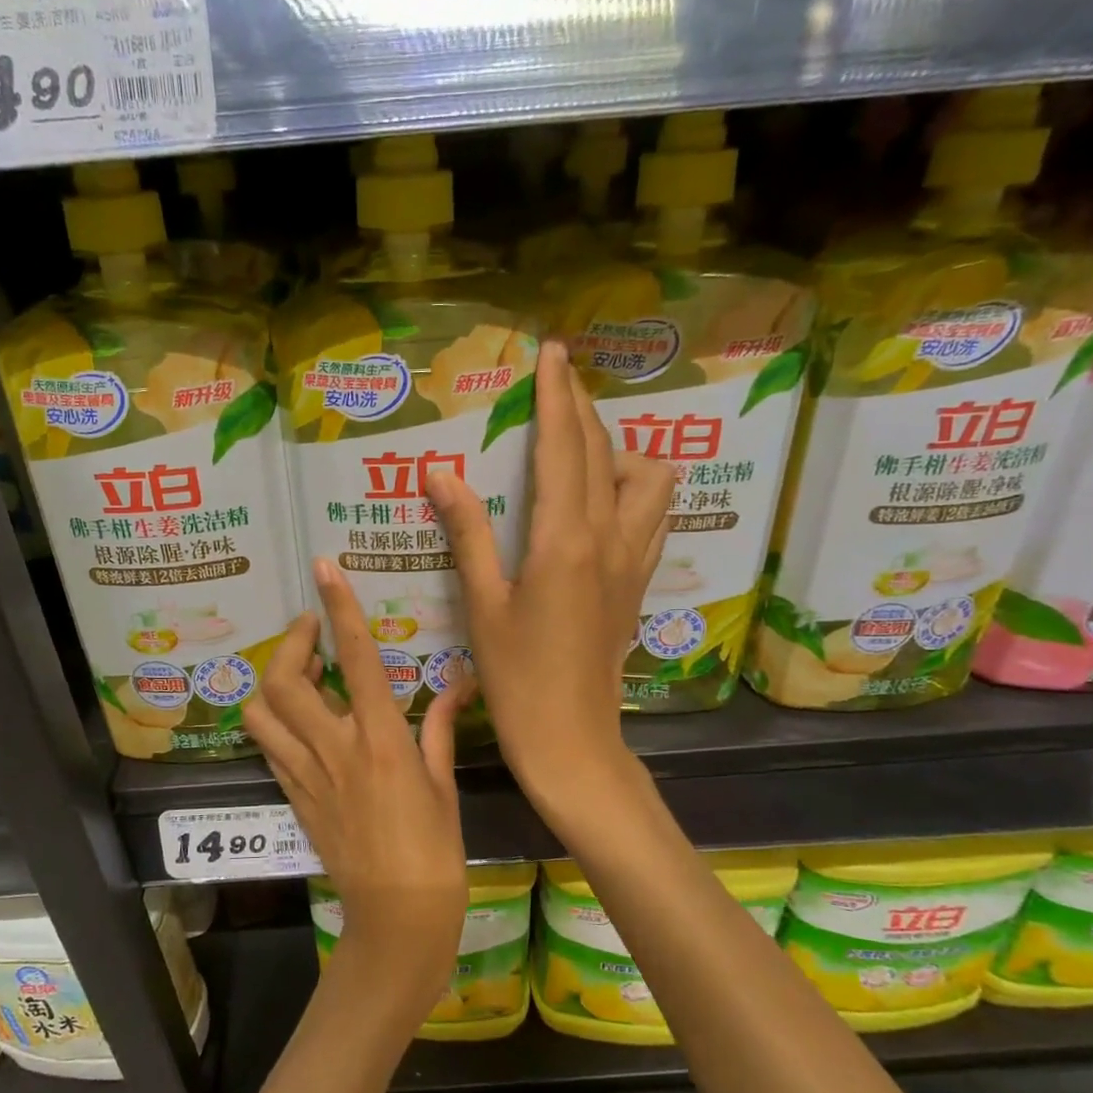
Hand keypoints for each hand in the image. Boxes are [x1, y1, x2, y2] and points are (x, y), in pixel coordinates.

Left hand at [243, 560, 474, 1017]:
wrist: (397, 917)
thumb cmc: (435, 851)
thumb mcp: (444, 784)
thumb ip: (441, 726)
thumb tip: (458, 681)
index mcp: (382, 739)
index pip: (358, 658)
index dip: (339, 608)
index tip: (325, 570)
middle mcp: (336, 749)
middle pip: (285, 680)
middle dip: (291, 642)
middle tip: (311, 629)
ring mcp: (307, 774)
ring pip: (262, 712)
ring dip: (274, 681)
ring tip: (302, 672)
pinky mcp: (293, 797)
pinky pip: (269, 747)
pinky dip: (275, 720)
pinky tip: (298, 717)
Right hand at [428, 339, 673, 821]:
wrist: (572, 739)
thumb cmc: (516, 678)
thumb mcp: (482, 605)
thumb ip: (467, 533)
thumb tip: (440, 473)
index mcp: (565, 540)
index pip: (565, 448)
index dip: (557, 396)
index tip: (552, 353)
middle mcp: (610, 539)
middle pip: (607, 451)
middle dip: (583, 407)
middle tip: (559, 381)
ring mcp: (633, 560)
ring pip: (650, 479)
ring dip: (621, 450)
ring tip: (584, 451)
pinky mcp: (638, 582)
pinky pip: (653, 514)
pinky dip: (636, 488)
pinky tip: (607, 500)